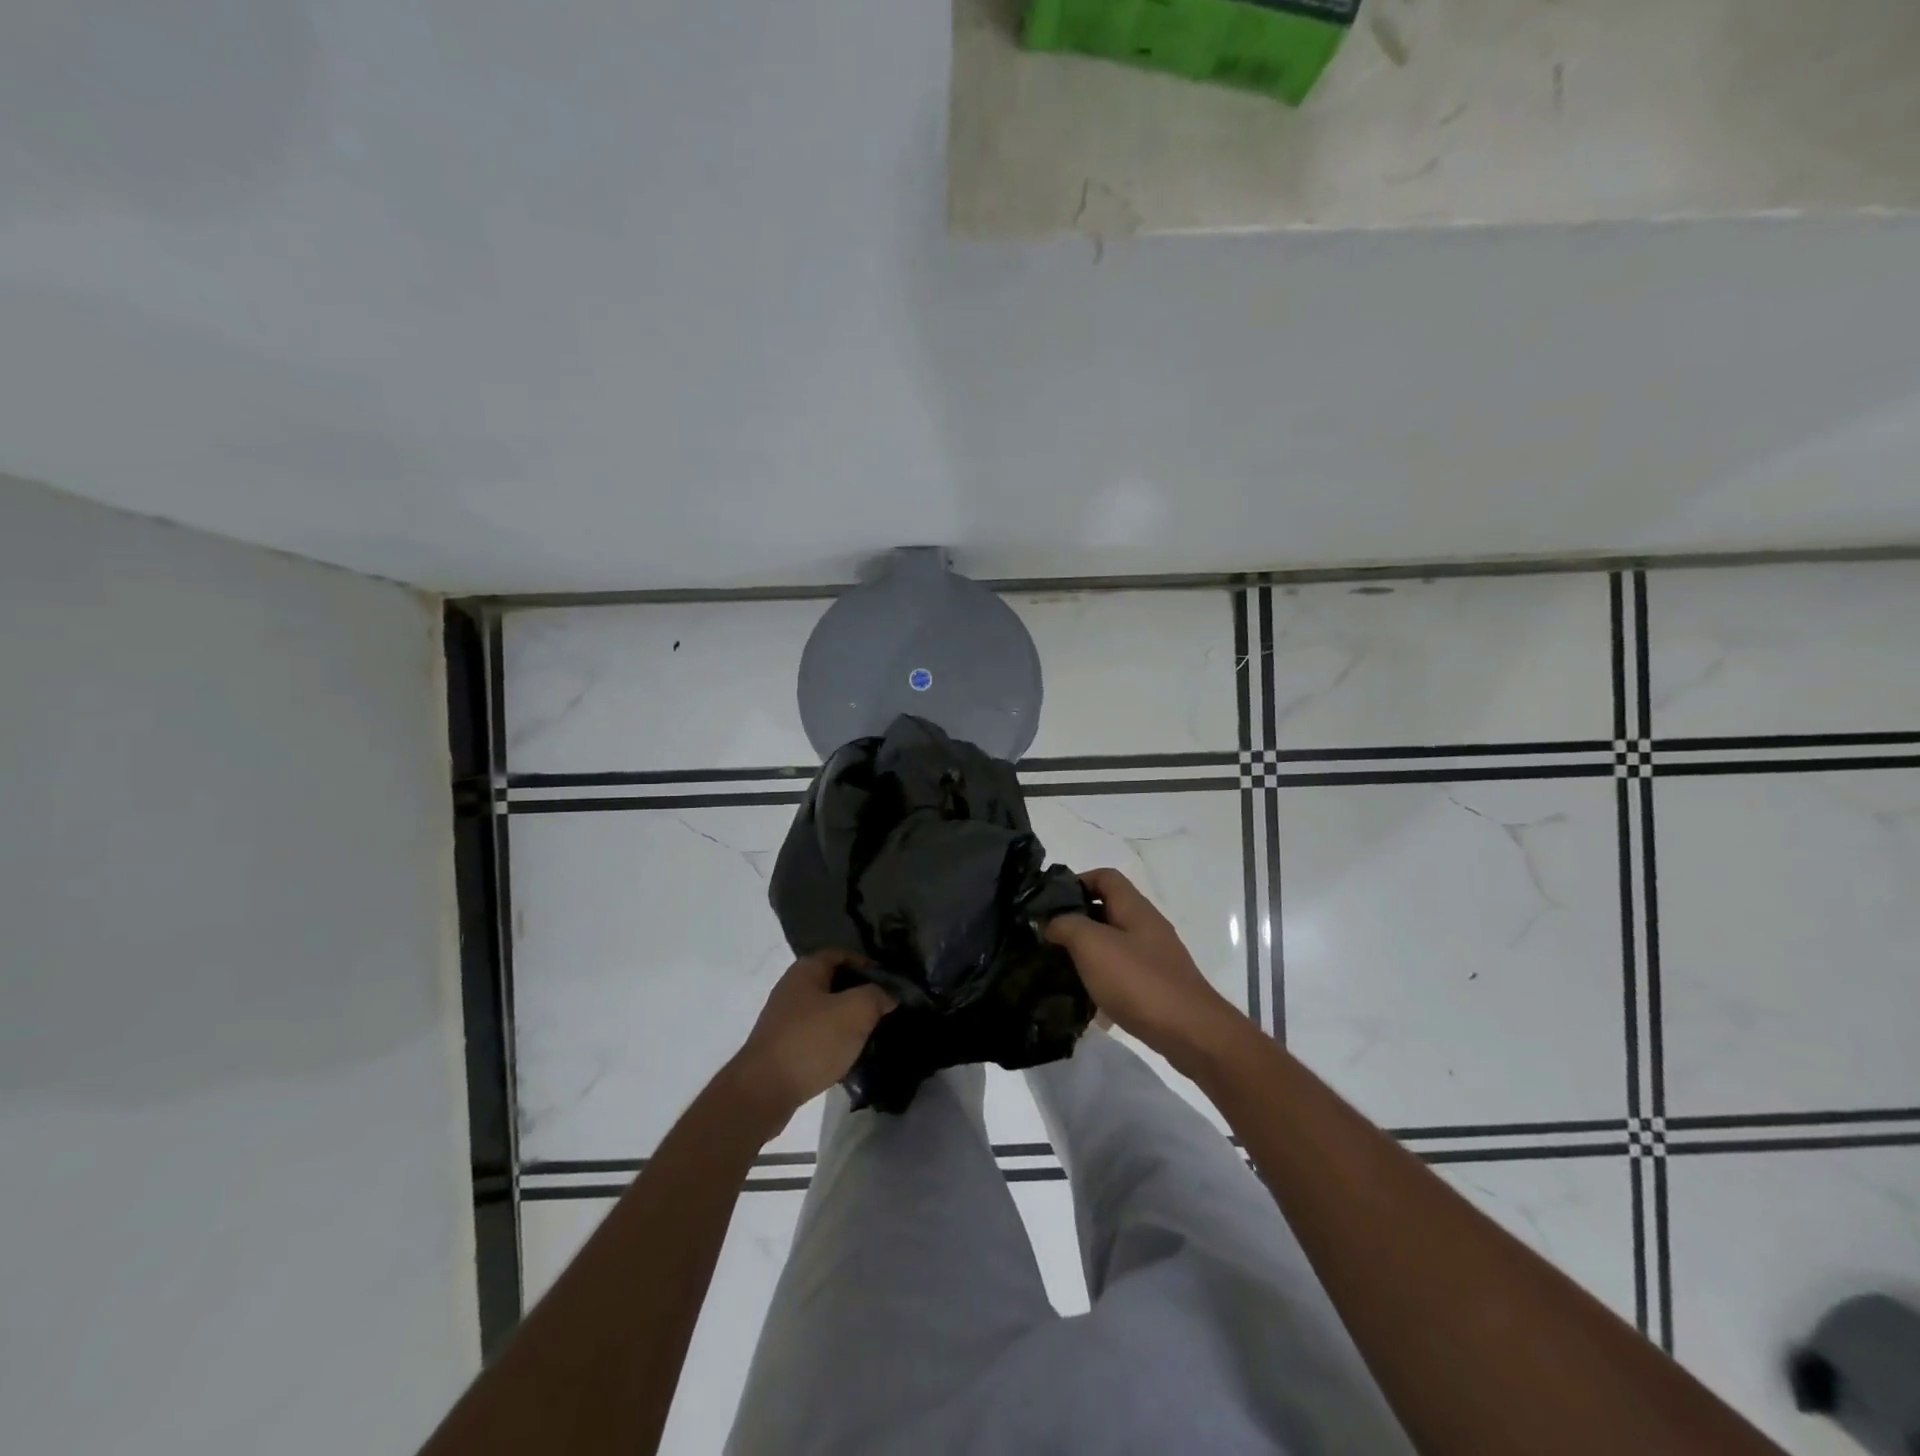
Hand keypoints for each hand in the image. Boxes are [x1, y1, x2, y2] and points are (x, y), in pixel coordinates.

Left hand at [724, 952, 894, 1137]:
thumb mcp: (855, 1012)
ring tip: (872, 1033)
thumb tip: (889, 994)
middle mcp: (792, 988)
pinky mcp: (783, 1046)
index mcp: (806, 970)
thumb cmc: (811, 1041)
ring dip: (848, 1020)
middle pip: (834, 982)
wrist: (763, 1091)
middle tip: (885, 1008)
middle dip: (860, 993)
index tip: (891, 982)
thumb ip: (877, 996)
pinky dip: (833, 1041)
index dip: (868, 964)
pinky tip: (848, 1055)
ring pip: (826, 1011)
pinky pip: (816, 1035)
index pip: (842, 954)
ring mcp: (784, 1019)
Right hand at [1045, 868, 1244, 1069]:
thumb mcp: (1092, 945)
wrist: (1190, 1032)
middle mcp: (1147, 926)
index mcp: (1134, 907)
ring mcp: (1155, 957)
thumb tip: (1051, 922)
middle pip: (1108, 910)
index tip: (1050, 903)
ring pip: (1113, 944)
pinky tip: (1087, 1001)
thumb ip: (1066, 925)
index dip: (1076, 881)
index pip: (1105, 876)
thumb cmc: (1139, 980)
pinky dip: (1103, 981)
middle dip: (1077, 920)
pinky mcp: (1157, 986)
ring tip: (1061, 969)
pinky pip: (1122, 973)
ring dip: (1088, 953)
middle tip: (1049, 938)